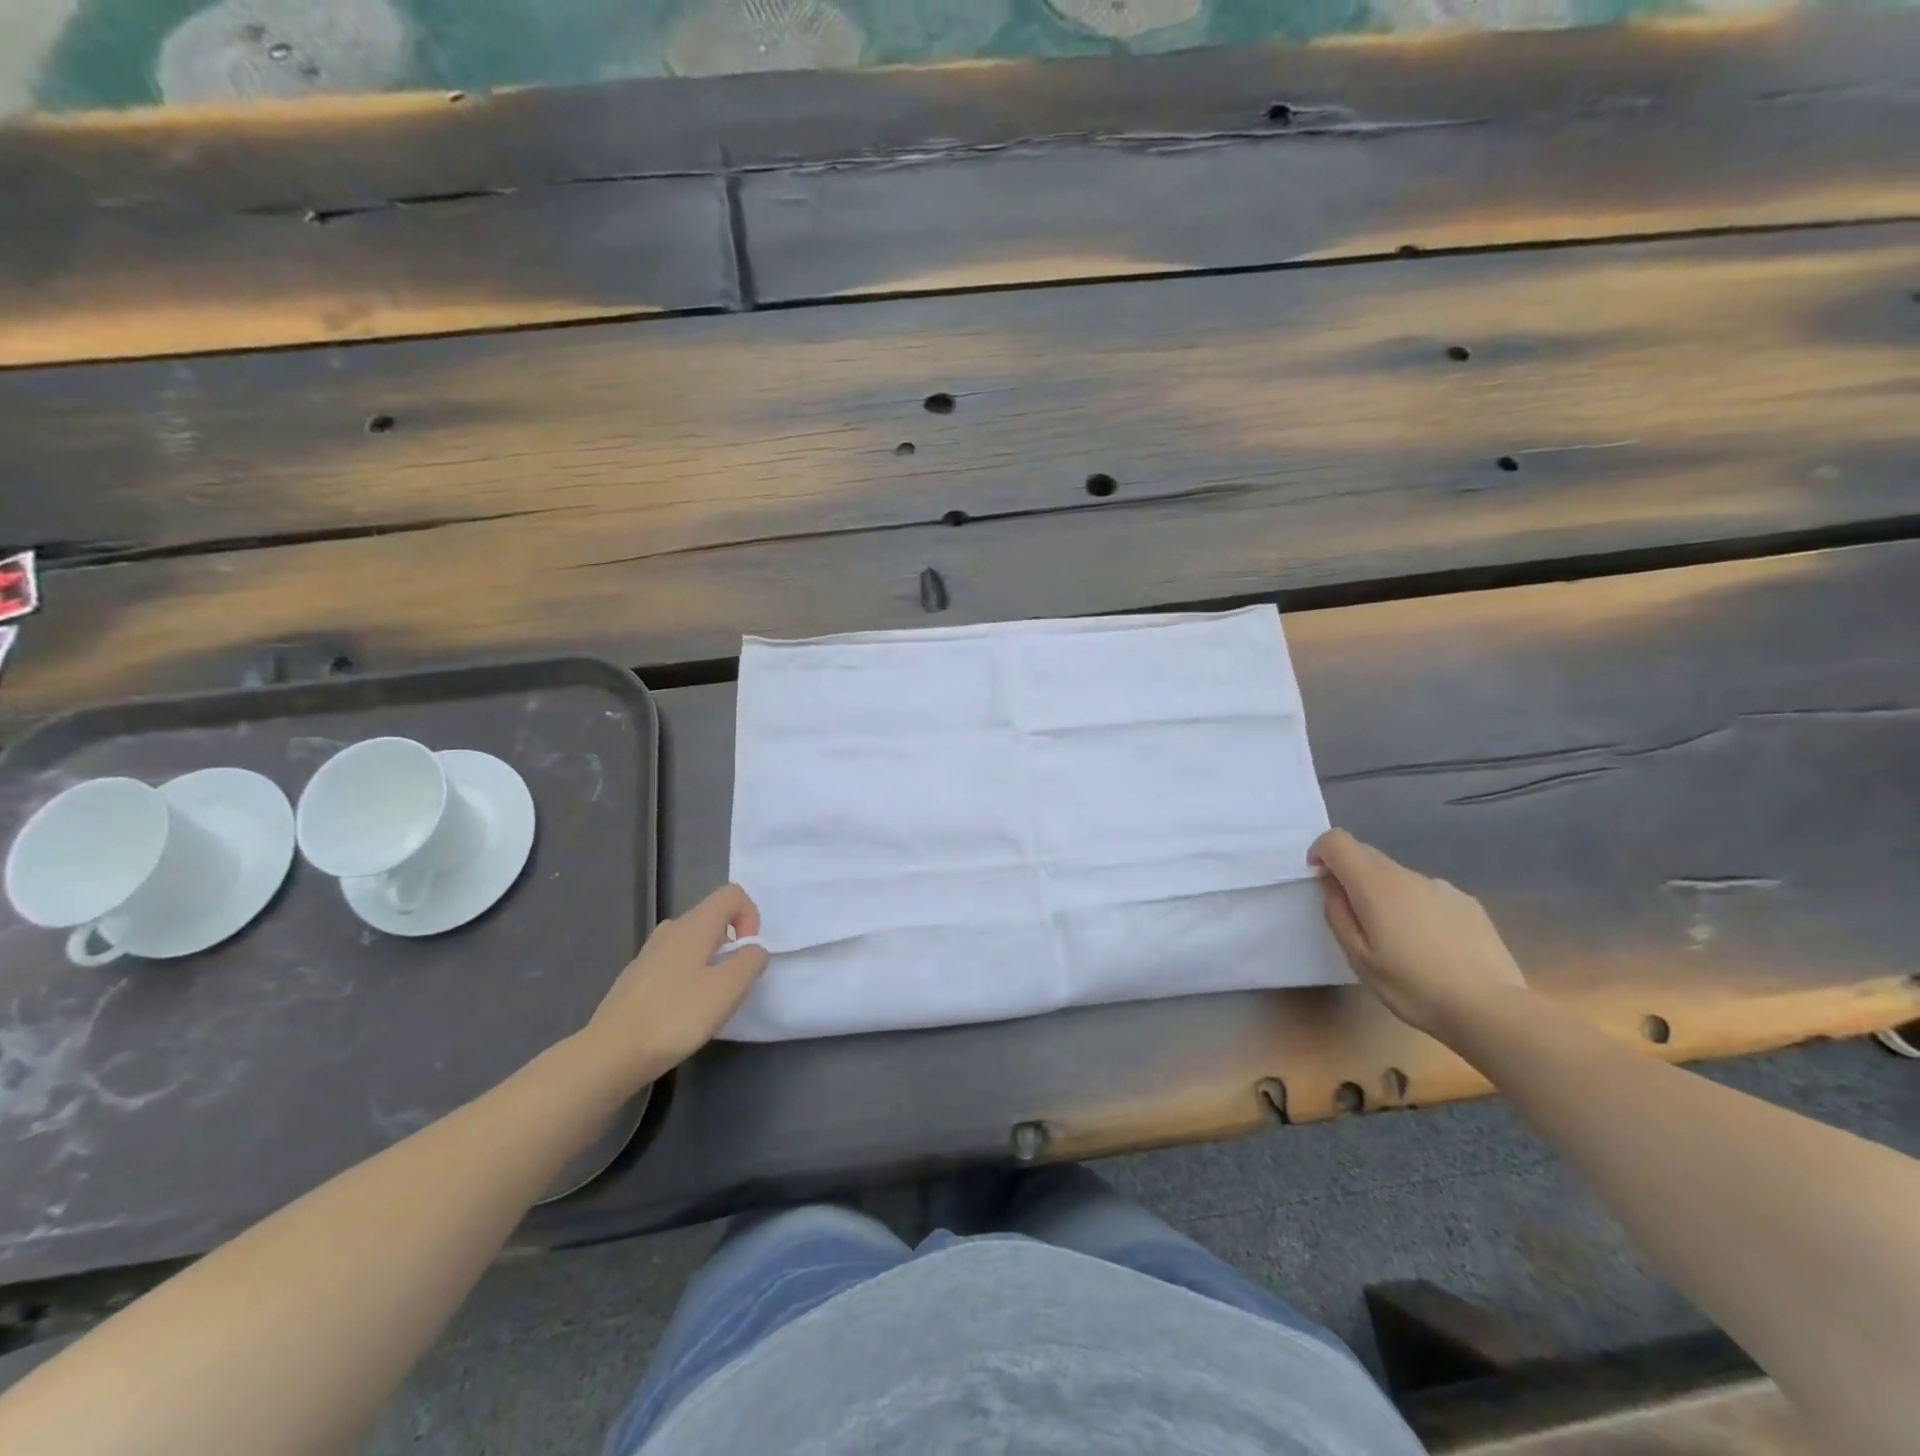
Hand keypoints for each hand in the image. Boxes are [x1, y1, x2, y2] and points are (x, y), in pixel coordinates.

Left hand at [581, 884, 769, 1085]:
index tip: (747, 953)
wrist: (611, 1054)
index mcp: (694, 925)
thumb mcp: (729, 989)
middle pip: (712, 919)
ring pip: (692, 944)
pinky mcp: (636, 979)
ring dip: (710, 964)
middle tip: (732, 984)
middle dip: (732, 945)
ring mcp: (648, 954)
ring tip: (708, 1001)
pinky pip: (673, 965)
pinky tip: (681, 1014)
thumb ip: (751, 961)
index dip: (750, 916)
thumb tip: (753, 950)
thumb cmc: (676, 1016)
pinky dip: (688, 980)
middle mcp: (670, 930)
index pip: (731, 894)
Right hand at [1309, 829, 1527, 1038]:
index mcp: (1375, 885)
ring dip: (1383, 892)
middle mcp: (1407, 875)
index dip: (1320, 853)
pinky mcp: (1467, 902)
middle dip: (1349, 873)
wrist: (1491, 1009)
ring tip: (1397, 938)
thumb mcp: (1358, 957)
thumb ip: (1337, 913)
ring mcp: (1441, 887)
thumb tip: (1330, 883)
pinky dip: (1414, 905)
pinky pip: (1426, 892)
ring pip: (1396, 875)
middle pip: (1366, 853)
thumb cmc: (1413, 987)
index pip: (1337, 841)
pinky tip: (1430, 944)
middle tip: (1354, 917)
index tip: (1320, 882)